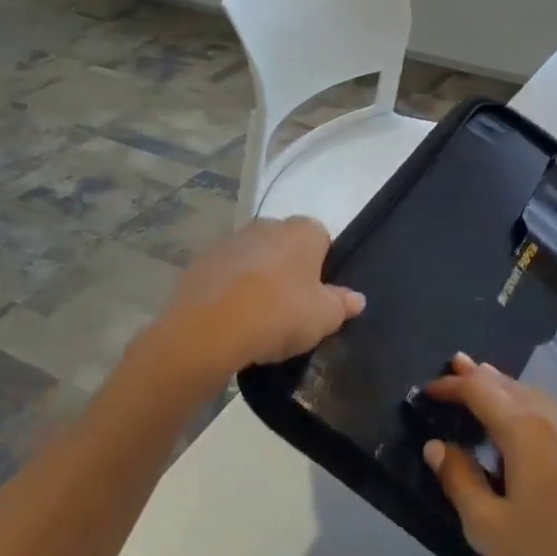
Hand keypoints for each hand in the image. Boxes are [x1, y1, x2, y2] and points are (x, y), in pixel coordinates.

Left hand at [152, 216, 364, 382]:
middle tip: (292, 308)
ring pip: (253, 259)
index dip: (322, 265)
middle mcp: (265, 226)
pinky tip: (231, 320)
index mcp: (301, 232)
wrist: (208, 328)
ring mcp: (229, 242)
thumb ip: (343, 304)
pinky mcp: (200, 263)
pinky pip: (225, 275)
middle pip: (284, 245)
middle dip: (288, 269)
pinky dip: (229, 291)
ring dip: (257, 279)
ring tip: (258, 318)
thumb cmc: (279, 314)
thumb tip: (356, 298)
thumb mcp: (324, 317)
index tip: (319, 295)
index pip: (321, 238)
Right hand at [422, 354, 556, 555]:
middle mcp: (556, 418)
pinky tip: (520, 421)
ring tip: (481, 384)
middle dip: (479, 376)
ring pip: (535, 395)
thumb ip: (459, 479)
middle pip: (510, 384)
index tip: (426, 391)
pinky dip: (527, 404)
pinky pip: (552, 412)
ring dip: (504, 388)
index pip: (480, 390)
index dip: (451, 385)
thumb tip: (437, 447)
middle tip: (453, 368)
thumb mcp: (488, 528)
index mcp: (527, 430)